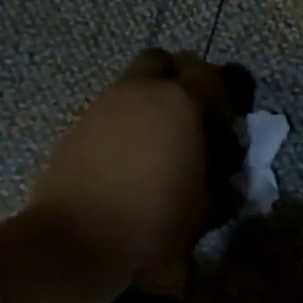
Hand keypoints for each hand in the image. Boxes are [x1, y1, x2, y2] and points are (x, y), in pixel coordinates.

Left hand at [30, 49, 251, 276]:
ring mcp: (104, 105)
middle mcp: (140, 92)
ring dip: (150, 103)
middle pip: (164, 61)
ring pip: (133, 84)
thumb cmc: (152, 222)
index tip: (226, 129)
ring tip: (160, 144)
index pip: (212, 76)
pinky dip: (125, 122)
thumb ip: (222, 186)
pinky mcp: (78, 126)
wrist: (74, 241)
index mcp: (180, 103)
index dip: (224, 98)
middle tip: (191, 119)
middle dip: (181, 81)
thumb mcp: (204, 210)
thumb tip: (228, 182)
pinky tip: (130, 158)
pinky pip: (111, 110)